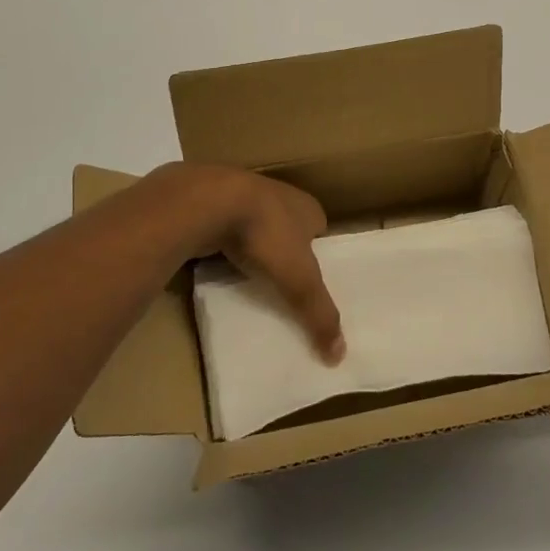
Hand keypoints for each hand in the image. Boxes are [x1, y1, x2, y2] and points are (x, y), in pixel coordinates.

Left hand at [144, 163, 345, 362]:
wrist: (209, 202)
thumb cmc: (266, 234)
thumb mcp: (300, 280)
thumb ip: (320, 314)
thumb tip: (340, 355)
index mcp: (308, 206)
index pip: (319, 231)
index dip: (317, 254)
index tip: (310, 281)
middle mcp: (280, 195)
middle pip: (289, 228)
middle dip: (285, 251)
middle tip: (281, 284)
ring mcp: (245, 195)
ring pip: (257, 228)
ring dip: (255, 247)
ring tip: (252, 279)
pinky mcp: (214, 203)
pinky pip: (227, 229)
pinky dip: (227, 245)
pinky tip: (222, 265)